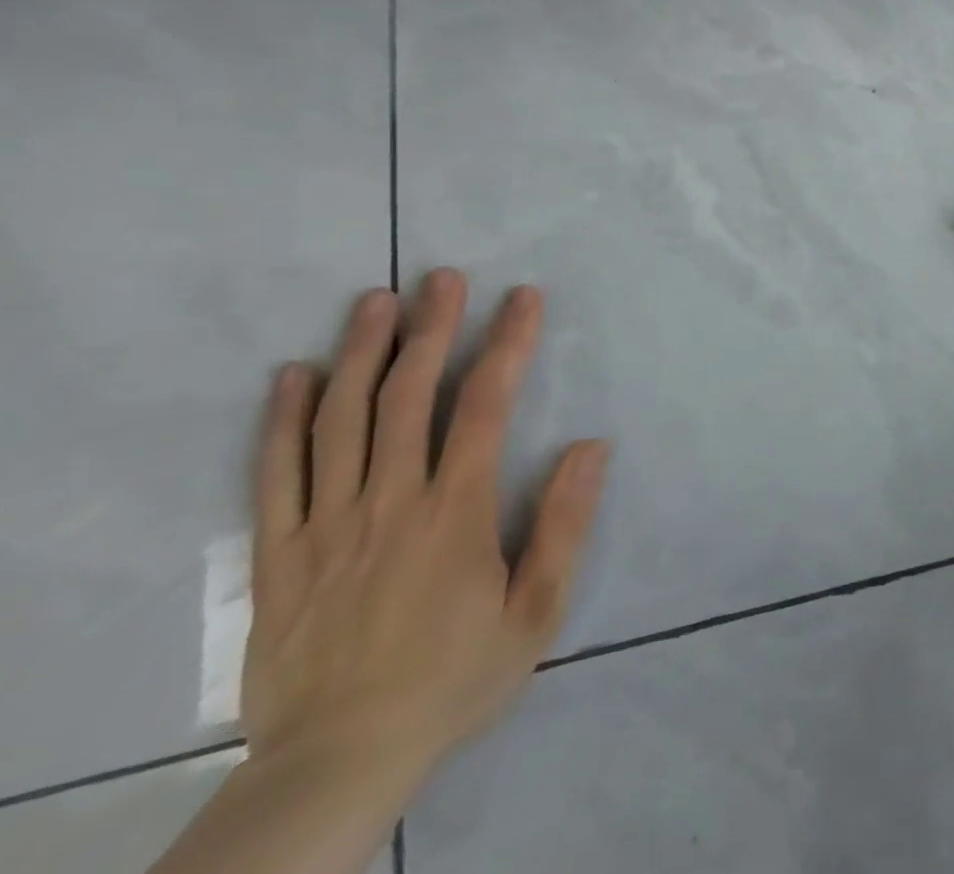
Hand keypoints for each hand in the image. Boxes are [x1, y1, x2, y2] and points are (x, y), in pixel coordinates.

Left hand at [243, 269, 608, 787]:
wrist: (337, 763)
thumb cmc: (454, 678)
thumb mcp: (536, 612)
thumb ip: (564, 525)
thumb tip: (592, 446)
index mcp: (454, 513)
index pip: (484, 407)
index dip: (507, 344)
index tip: (523, 298)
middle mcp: (389, 503)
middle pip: (407, 398)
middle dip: (430, 329)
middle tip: (442, 277)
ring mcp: (326, 525)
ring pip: (340, 421)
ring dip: (361, 353)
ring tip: (376, 301)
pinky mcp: (278, 554)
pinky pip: (275, 475)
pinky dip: (283, 420)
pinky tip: (294, 375)